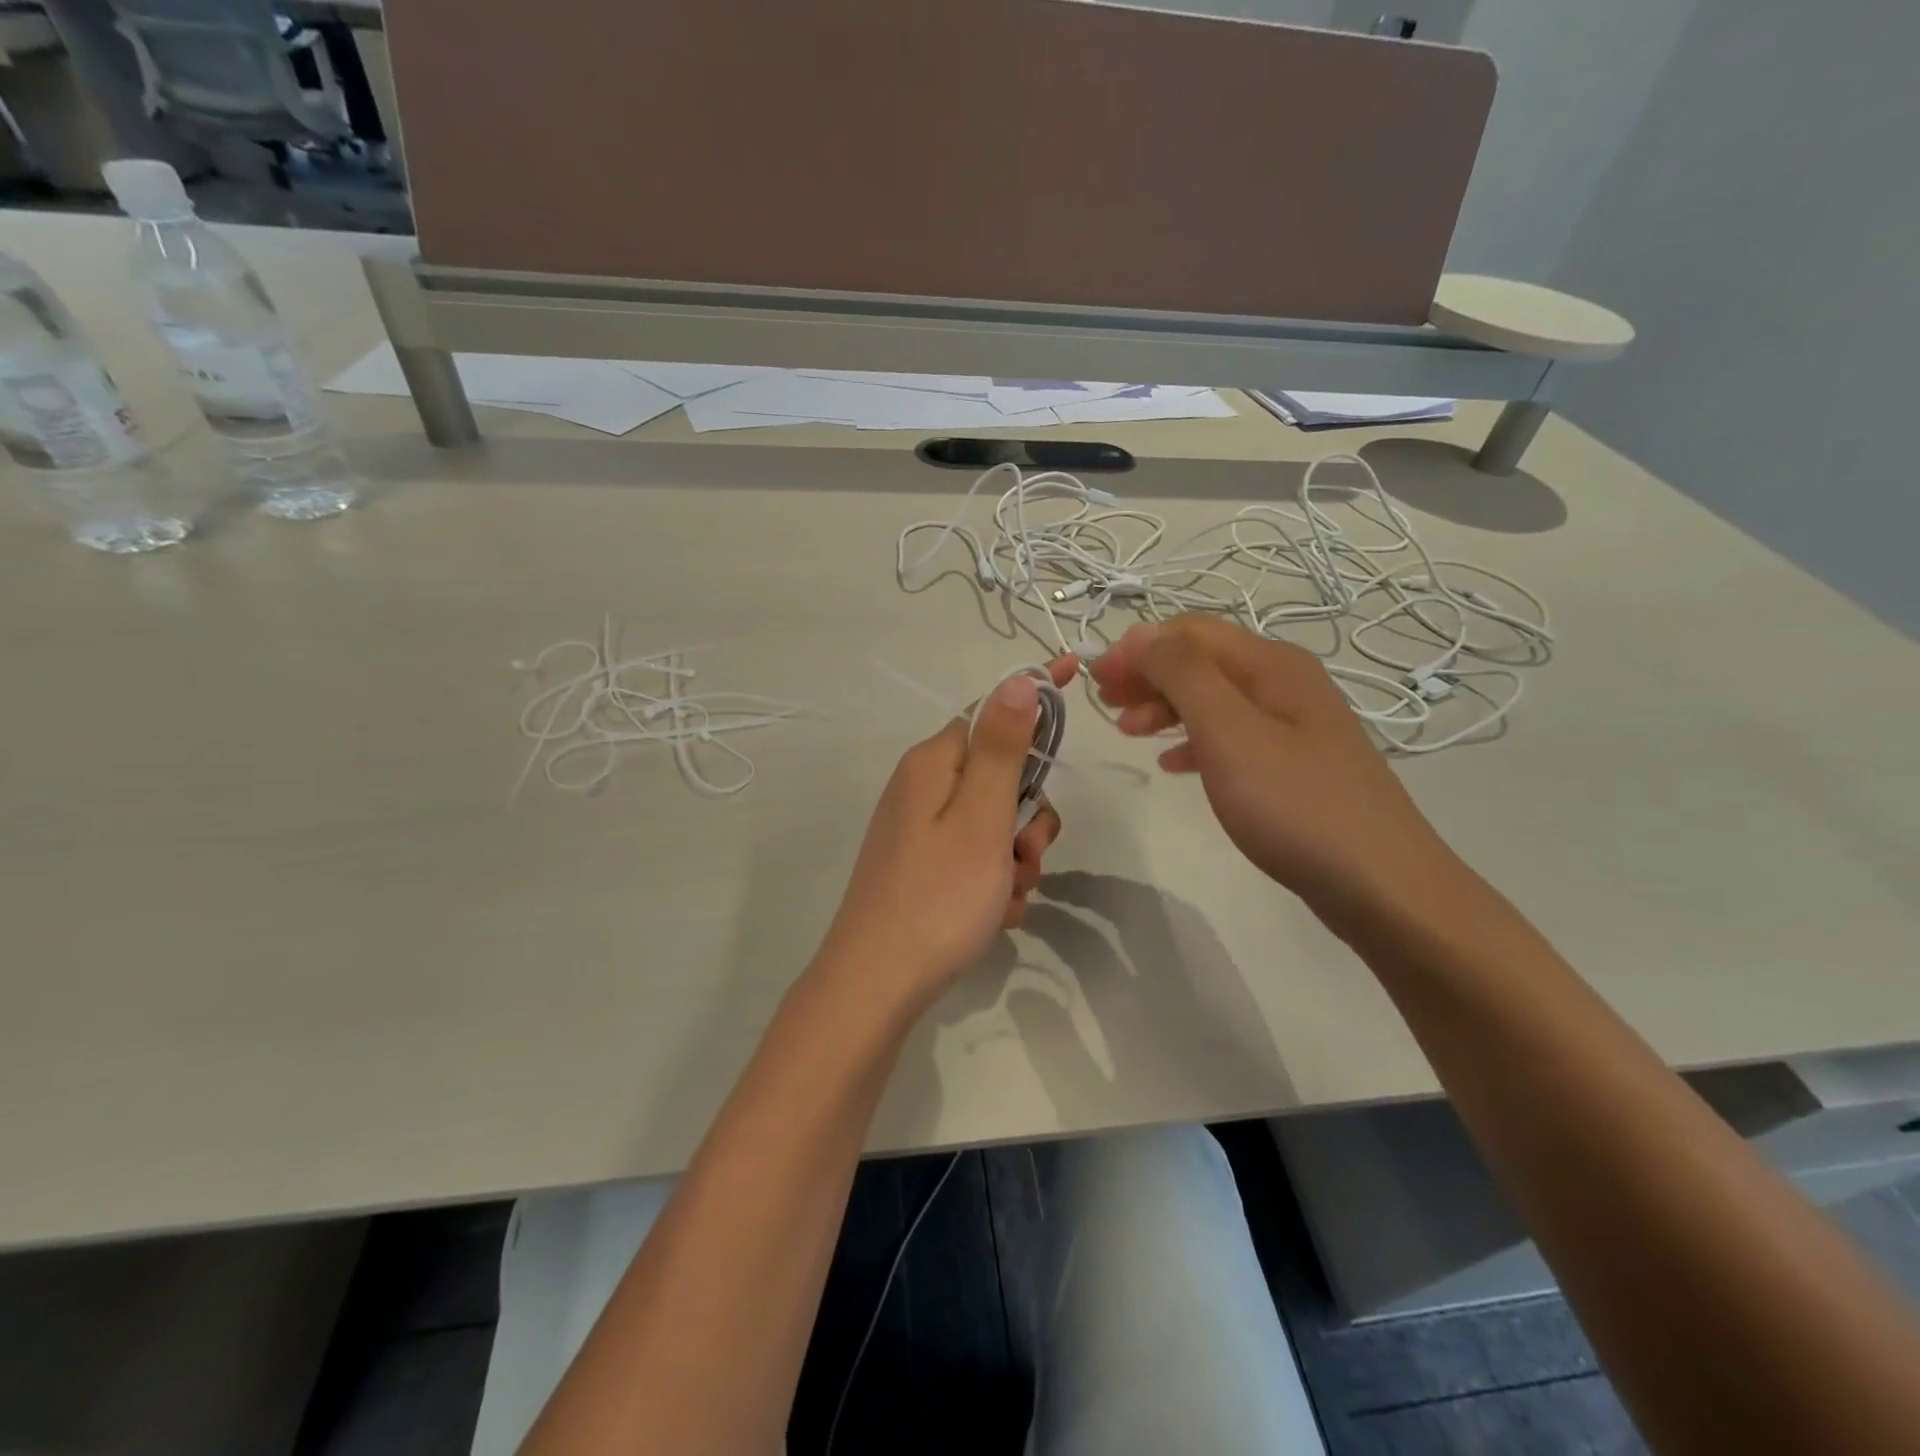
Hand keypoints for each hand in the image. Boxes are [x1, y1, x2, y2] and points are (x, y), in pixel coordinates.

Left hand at [813, 656, 1073, 1010]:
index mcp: (933, 763)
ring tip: (1007, 895)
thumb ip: (1002, 748)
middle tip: (1025, 855)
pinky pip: (977, 858)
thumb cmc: (938, 896)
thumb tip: (1017, 681)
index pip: (993, 710)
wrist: (877, 984)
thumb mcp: (980, 817)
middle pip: (1000, 776)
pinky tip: (994, 914)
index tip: (1076, 673)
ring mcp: (921, 830)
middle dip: (1027, 816)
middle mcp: (923, 788)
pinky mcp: (924, 867)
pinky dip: (995, 881)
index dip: (1035, 698)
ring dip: (1015, 856)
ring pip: (995, 823)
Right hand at [1091, 617, 1460, 918]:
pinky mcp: (1295, 763)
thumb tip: (1141, 633)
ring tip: (1128, 732)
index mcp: (1270, 664)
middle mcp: (1284, 682)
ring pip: (1214, 698)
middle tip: (1104, 704)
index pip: (1189, 631)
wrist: (1380, 884)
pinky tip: (1172, 764)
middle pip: (1202, 660)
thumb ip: (1182, 674)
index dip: (1137, 647)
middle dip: (1147, 674)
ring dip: (1165, 706)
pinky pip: (1231, 735)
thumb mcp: (1228, 731)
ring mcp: (1294, 724)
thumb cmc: (1294, 804)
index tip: (1094, 679)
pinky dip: (1193, 739)